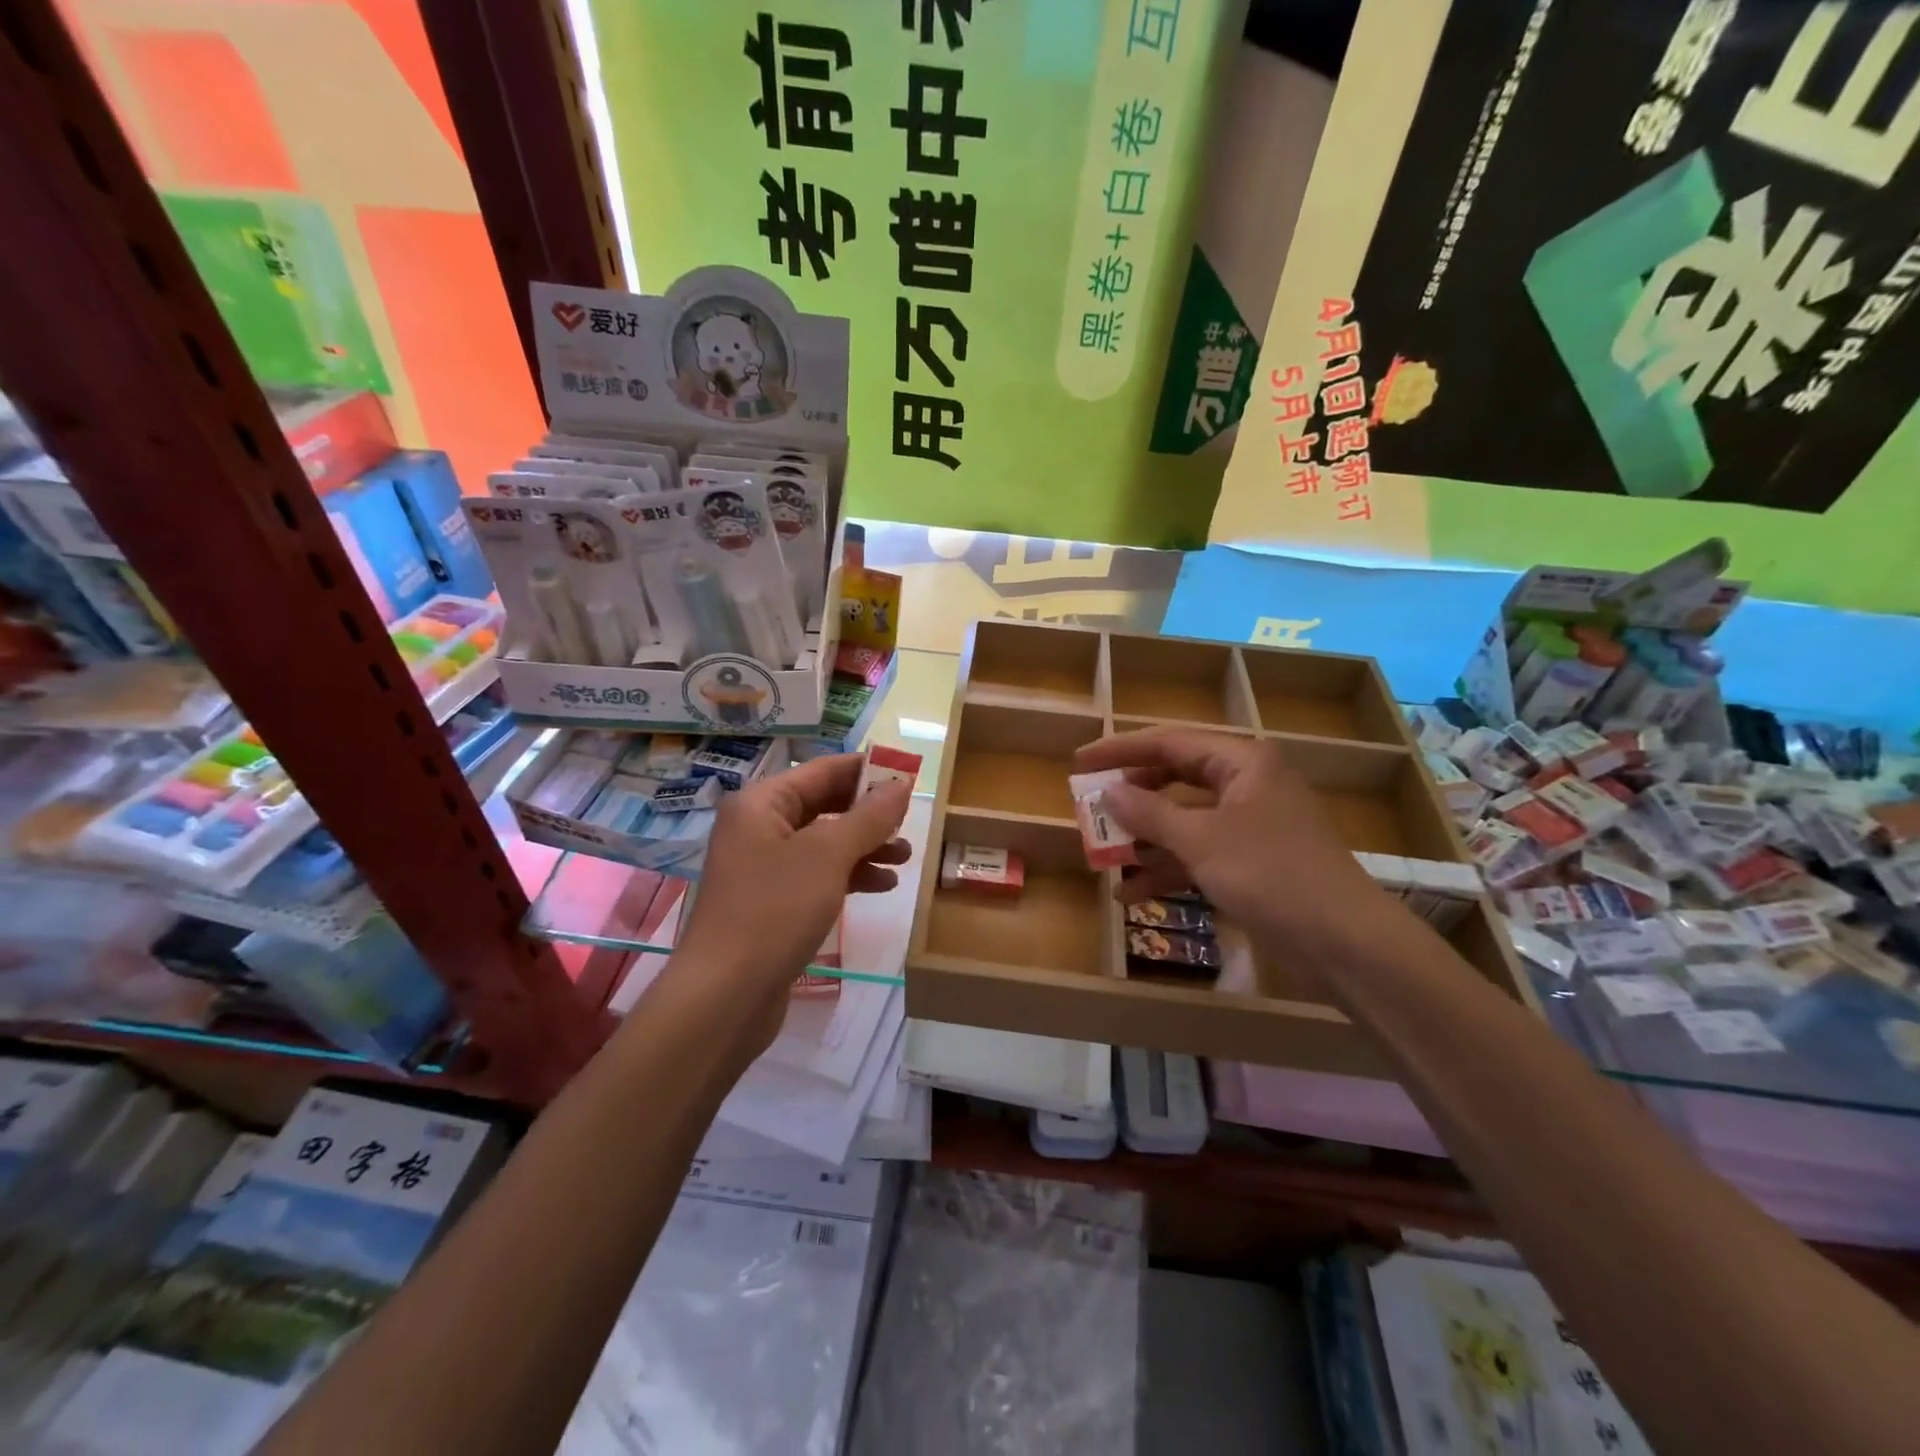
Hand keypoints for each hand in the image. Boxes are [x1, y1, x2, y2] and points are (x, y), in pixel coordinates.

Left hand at [670, 754, 911, 1054]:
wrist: (726, 995)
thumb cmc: (775, 909)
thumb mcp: (829, 855)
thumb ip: (868, 817)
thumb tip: (901, 784)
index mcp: (762, 803)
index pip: (823, 770)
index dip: (867, 770)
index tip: (910, 775)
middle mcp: (759, 827)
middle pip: (824, 805)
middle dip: (869, 813)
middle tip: (910, 822)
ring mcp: (764, 867)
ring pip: (825, 842)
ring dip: (866, 846)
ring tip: (905, 857)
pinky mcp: (773, 902)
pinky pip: (818, 874)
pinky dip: (850, 875)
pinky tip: (882, 885)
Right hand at [1072, 727, 1410, 971]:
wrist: (1345, 943)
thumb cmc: (1271, 875)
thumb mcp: (1201, 841)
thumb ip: (1149, 813)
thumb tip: (1108, 791)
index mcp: (1242, 763)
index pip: (1169, 742)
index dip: (1120, 751)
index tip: (1079, 762)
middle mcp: (1246, 785)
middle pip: (1175, 779)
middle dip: (1132, 798)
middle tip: (1090, 807)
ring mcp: (1251, 825)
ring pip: (1185, 820)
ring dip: (1145, 839)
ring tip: (1103, 857)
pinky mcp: (1252, 862)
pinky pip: (1200, 853)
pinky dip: (1169, 868)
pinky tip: (1133, 892)